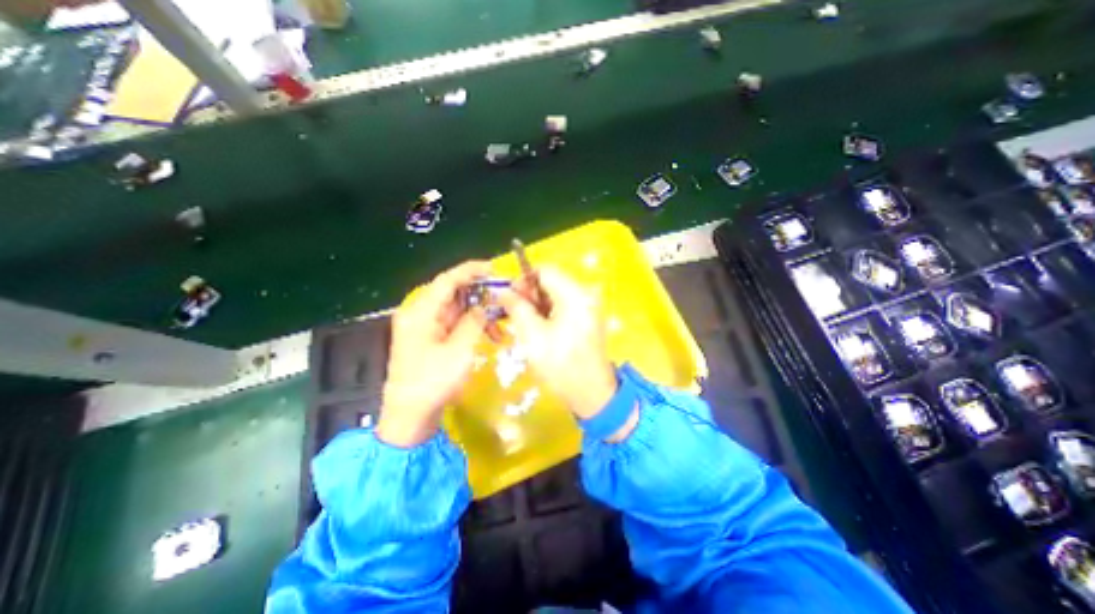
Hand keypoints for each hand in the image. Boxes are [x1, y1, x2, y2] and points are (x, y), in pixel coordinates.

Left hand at [382, 259, 492, 446]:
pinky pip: (455, 322)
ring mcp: (425, 325)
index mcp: (421, 311)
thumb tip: (486, 304)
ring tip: (500, 327)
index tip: (495, 269)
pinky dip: (472, 325)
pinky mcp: (431, 337)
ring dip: (480, 314)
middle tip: (505, 300)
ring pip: (457, 308)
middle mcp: (420, 313)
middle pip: (454, 292)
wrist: (410, 415)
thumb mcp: (460, 350)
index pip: (448, 280)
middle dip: (481, 295)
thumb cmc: (433, 382)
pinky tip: (490, 335)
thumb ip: (474, 321)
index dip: (472, 270)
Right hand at [498, 268, 619, 421]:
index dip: (523, 280)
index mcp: (575, 294)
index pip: (545, 270)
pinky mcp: (589, 317)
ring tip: (525, 324)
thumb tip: (502, 290)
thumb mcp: (532, 335)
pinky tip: (539, 328)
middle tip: (514, 313)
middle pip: (551, 281)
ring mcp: (589, 306)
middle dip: (529, 294)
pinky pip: (564, 305)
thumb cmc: (560, 365)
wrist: (591, 393)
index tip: (509, 298)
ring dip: (537, 304)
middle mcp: (586, 294)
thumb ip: (516, 307)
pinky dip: (549, 312)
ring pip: (556, 294)